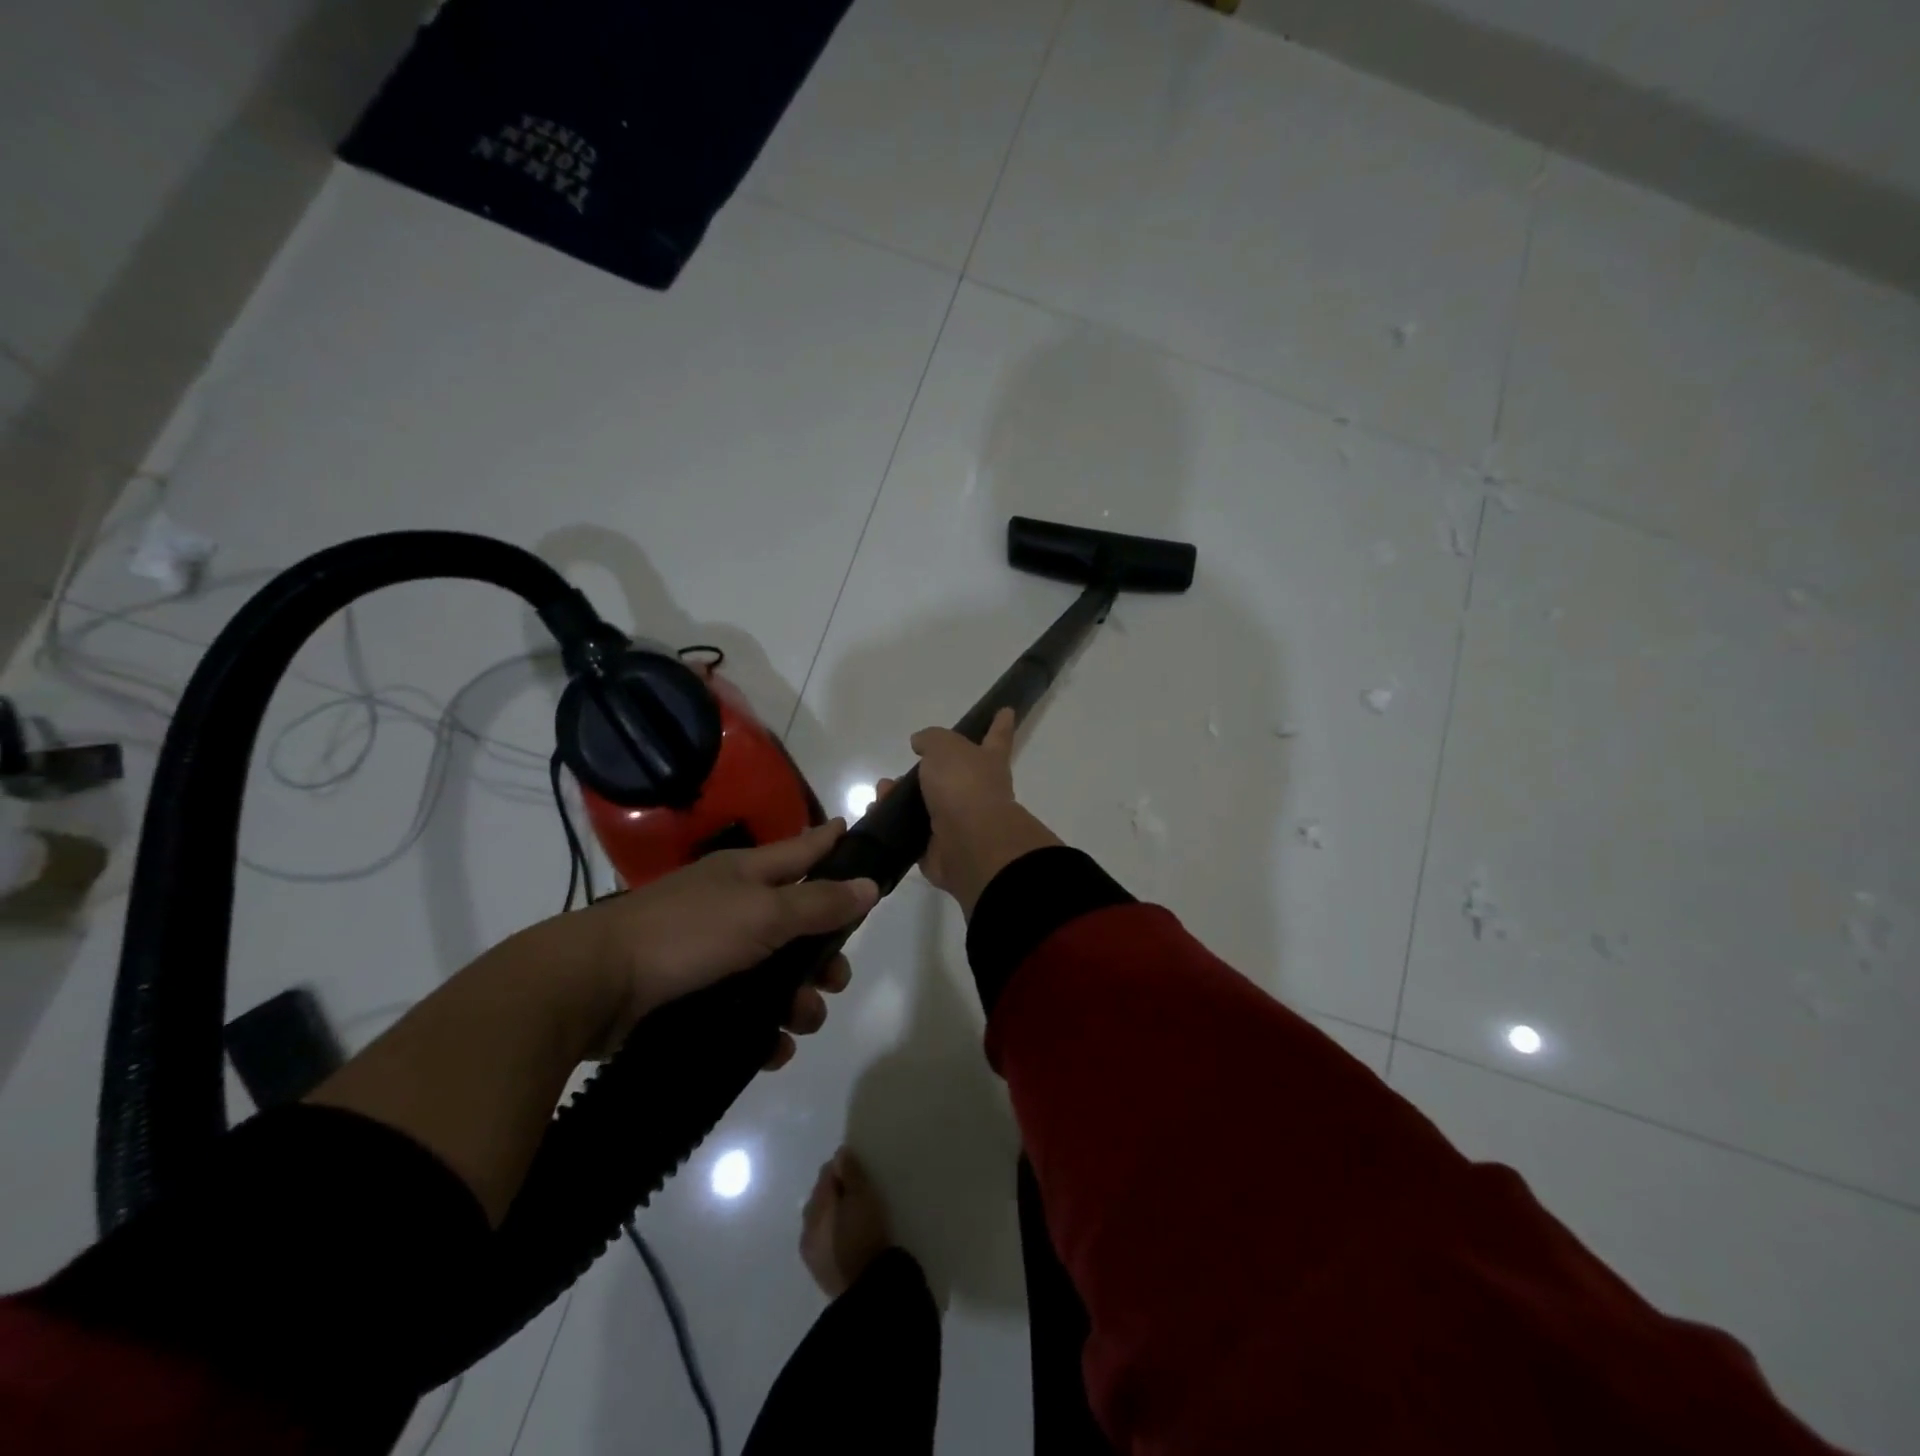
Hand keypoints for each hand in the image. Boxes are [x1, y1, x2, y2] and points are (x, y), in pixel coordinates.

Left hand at [561, 819, 877, 1066]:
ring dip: (797, 1000)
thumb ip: (819, 903)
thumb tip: (870, 884)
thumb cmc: (687, 933)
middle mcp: (733, 906)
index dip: (832, 842)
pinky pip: (744, 1009)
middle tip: (836, 980)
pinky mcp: (692, 993)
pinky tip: (773, 1050)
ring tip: (802, 1024)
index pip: (803, 848)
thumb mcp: (763, 914)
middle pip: (796, 922)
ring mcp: (710, 950)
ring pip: (773, 972)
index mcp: (748, 873)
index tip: (858, 832)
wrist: (594, 985)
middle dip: (823, 953)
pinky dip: (763, 1029)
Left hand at [800, 1148, 894, 1297]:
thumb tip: (839, 1153)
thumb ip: (850, 1173)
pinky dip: (831, 1231)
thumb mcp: (863, 1197)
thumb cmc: (865, 1234)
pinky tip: (846, 1235)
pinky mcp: (818, 1270)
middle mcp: (807, 1225)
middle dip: (834, 1190)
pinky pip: (822, 1239)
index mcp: (816, 1205)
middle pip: (819, 1197)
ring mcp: (810, 1250)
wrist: (866, 1289)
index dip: (840, 1168)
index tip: (857, 1169)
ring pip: (818, 1220)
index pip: (825, 1175)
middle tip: (857, 1190)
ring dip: (831, 1212)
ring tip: (852, 1213)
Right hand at [879, 707, 1060, 916]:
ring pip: (925, 804)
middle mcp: (976, 791)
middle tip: (901, 771)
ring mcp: (958, 822)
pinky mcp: (937, 848)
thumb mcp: (946, 747)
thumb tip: (921, 743)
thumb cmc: (964, 785)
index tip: (1007, 711)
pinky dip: (891, 823)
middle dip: (925, 772)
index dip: (1000, 725)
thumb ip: (932, 739)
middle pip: (951, 775)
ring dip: (900, 797)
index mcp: (988, 762)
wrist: (968, 843)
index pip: (996, 737)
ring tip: (881, 792)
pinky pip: (910, 832)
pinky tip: (874, 813)